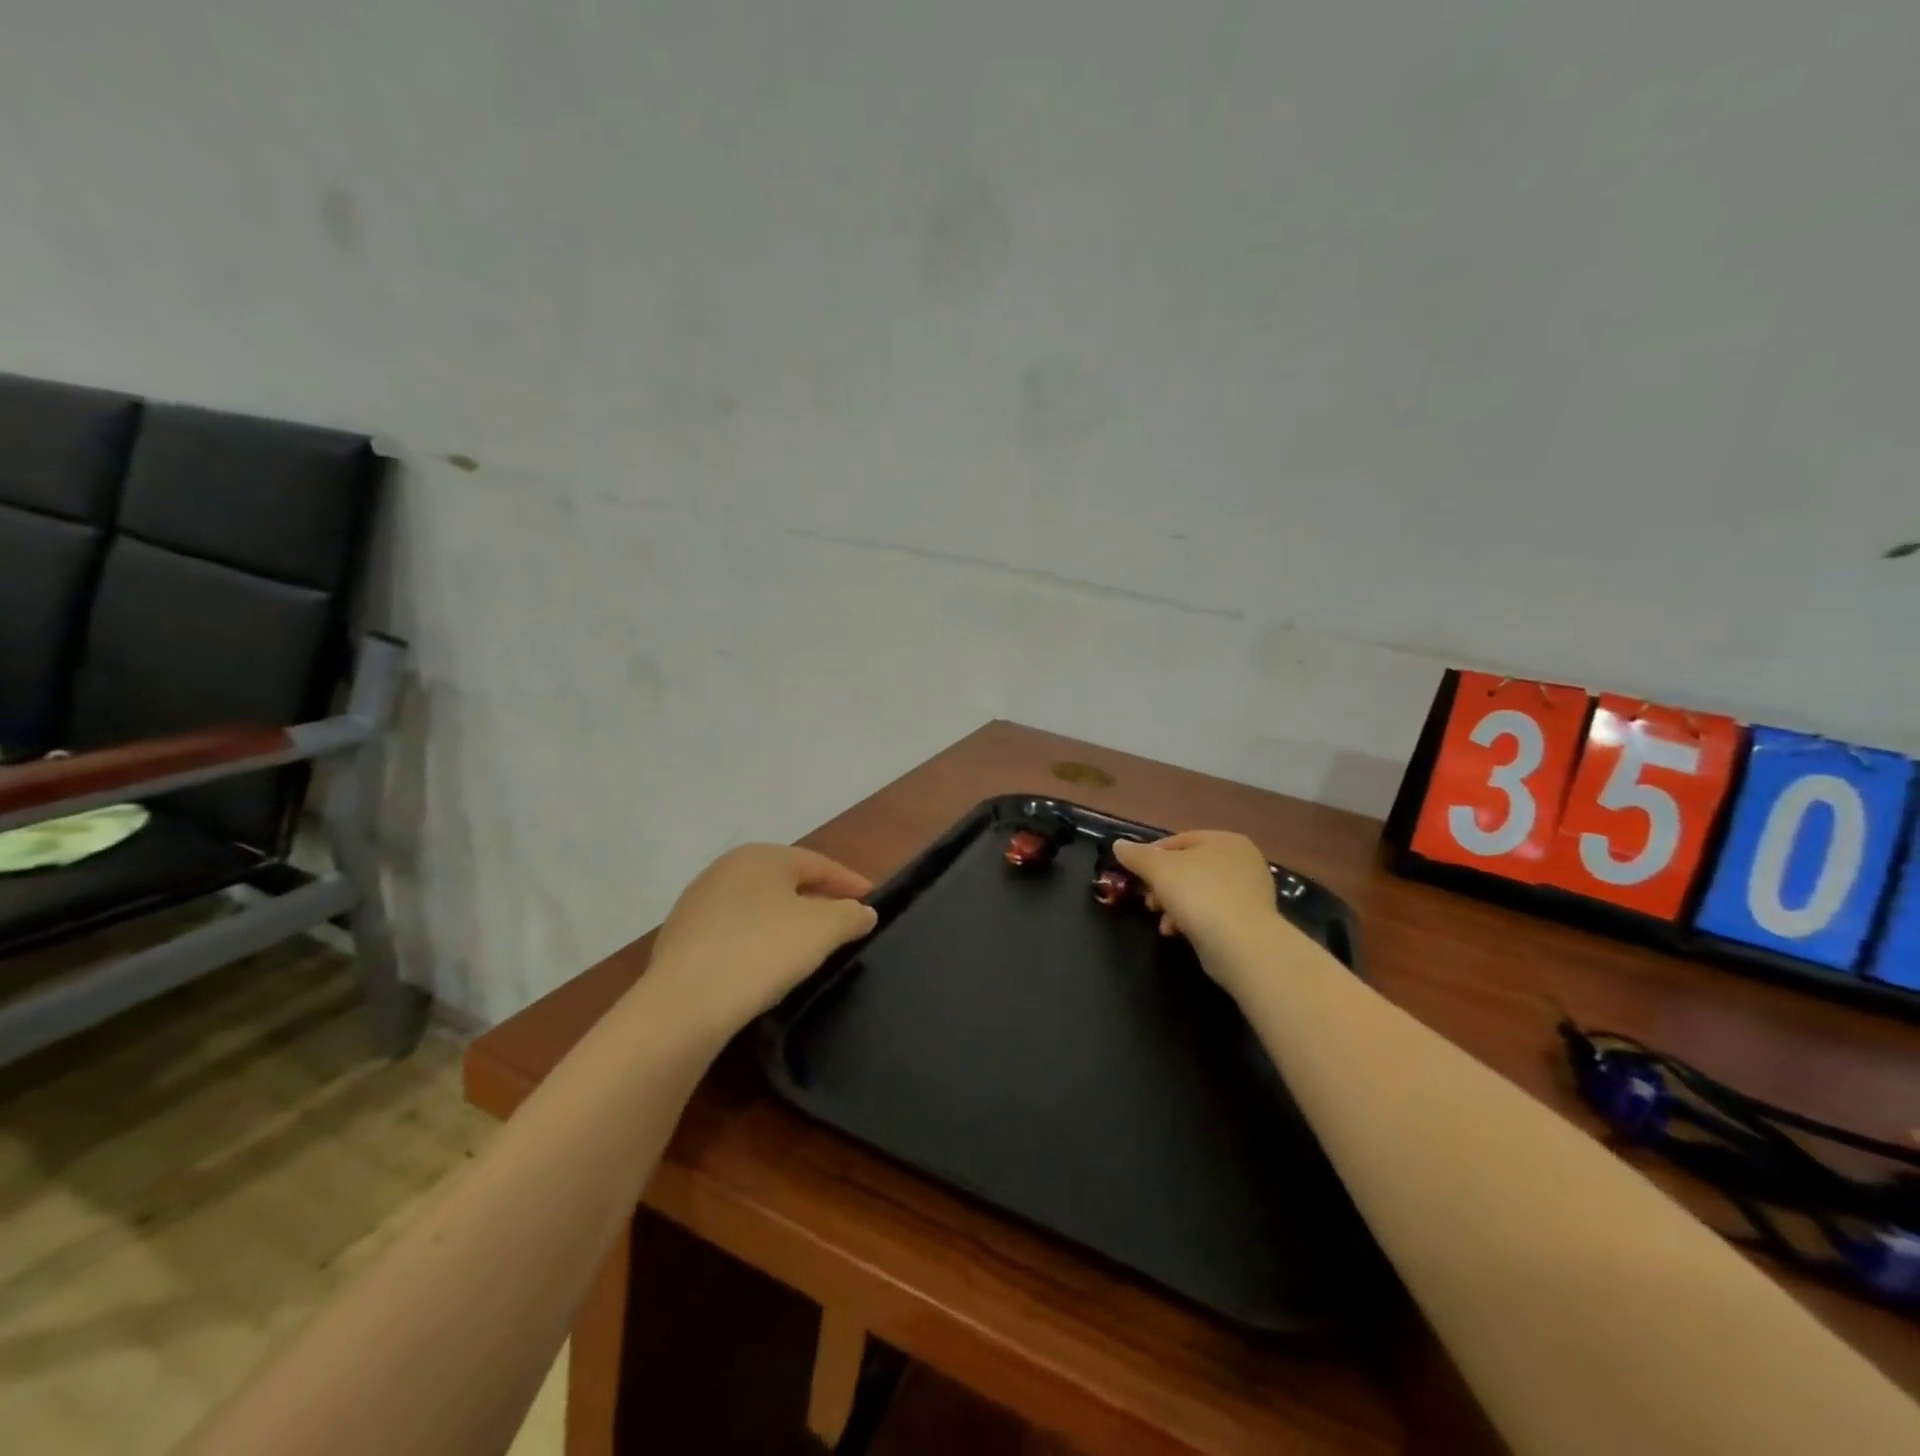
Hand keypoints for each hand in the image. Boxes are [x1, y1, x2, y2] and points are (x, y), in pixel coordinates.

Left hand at [645, 844, 878, 1036]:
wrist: (684, 1003)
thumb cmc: (763, 951)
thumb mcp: (823, 930)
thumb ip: (851, 915)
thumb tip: (863, 911)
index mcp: (762, 856)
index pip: (819, 864)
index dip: (850, 883)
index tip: (873, 901)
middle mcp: (726, 868)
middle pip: (787, 882)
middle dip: (818, 900)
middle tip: (843, 923)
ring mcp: (698, 901)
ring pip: (758, 905)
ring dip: (786, 921)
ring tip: (807, 946)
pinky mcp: (680, 936)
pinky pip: (734, 930)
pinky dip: (757, 940)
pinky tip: (765, 964)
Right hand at [1112, 831, 1306, 994]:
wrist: (1242, 944)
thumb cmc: (1199, 894)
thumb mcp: (1158, 869)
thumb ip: (1136, 855)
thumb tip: (1118, 845)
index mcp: (1225, 840)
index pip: (1179, 841)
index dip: (1152, 856)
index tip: (1136, 875)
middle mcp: (1242, 861)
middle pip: (1188, 868)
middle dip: (1163, 885)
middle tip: (1148, 902)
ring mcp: (1250, 892)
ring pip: (1199, 892)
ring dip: (1174, 905)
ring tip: (1162, 923)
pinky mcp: (1250, 920)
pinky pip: (1213, 913)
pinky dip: (1193, 920)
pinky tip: (1178, 932)